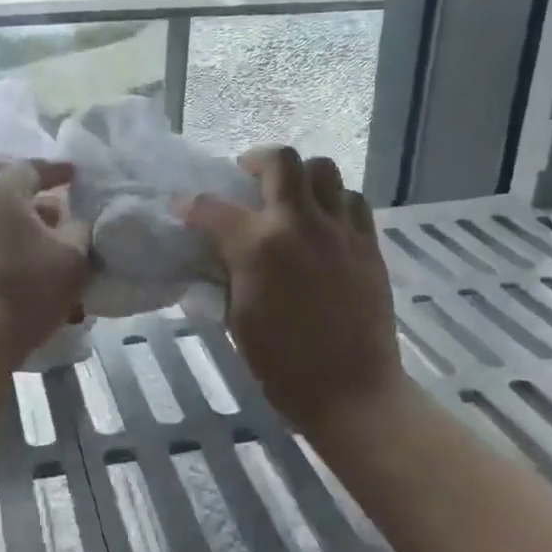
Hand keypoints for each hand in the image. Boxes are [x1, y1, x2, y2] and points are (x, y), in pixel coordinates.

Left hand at [0, 160, 91, 366]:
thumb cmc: (26, 286)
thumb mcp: (73, 256)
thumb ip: (82, 230)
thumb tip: (78, 223)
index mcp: (2, 195)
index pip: (32, 169)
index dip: (59, 172)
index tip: (79, 177)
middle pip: (18, 202)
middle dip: (50, 214)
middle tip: (75, 226)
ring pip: (9, 234)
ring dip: (37, 244)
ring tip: (64, 265)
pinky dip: (21, 263)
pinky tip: (43, 289)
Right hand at [184, 147, 404, 433]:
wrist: (351, 390)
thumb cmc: (282, 365)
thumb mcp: (236, 318)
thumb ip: (226, 274)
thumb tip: (218, 252)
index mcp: (258, 246)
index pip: (213, 209)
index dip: (191, 206)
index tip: (183, 209)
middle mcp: (300, 224)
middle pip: (281, 161)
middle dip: (256, 161)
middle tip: (247, 178)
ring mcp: (340, 230)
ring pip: (324, 170)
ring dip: (300, 177)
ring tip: (290, 198)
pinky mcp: (368, 243)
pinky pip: (352, 200)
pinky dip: (333, 201)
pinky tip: (323, 223)